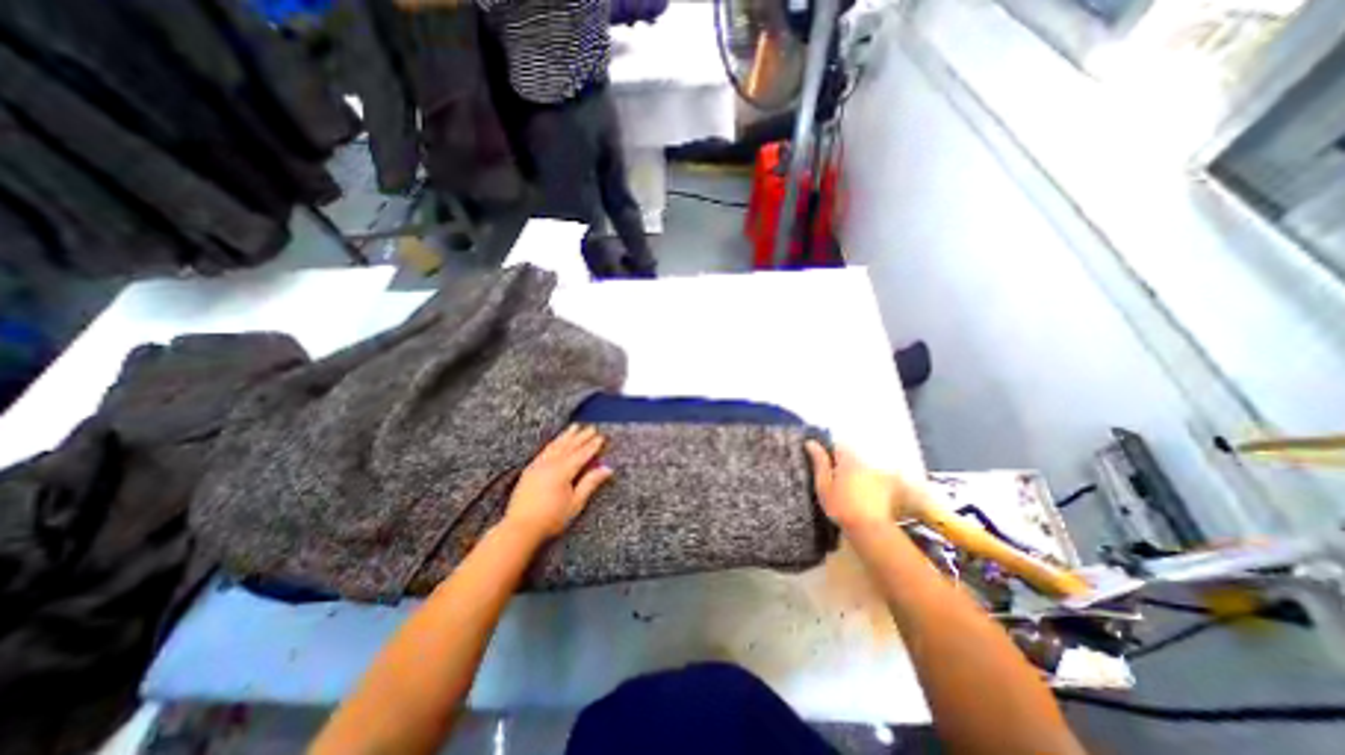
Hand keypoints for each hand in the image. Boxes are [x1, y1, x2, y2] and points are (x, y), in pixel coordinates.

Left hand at [501, 426, 613, 541]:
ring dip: (566, 436)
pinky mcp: (529, 471)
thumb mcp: (576, 502)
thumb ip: (590, 483)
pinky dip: (553, 443)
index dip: (592, 445)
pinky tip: (555, 442)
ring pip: (555, 446)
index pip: (582, 454)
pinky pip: (544, 451)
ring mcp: (538, 466)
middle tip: (591, 428)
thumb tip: (607, 469)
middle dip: (581, 436)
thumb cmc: (551, 518)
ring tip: (574, 427)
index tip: (601, 437)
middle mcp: (550, 464)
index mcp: (563, 471)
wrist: (520, 528)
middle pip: (569, 446)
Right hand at [801, 441, 909, 529]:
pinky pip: (874, 480)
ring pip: (862, 469)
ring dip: (854, 476)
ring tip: (848, 493)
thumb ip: (819, 462)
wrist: (868, 528)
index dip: (829, 454)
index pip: (838, 446)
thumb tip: (811, 443)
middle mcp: (864, 463)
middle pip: (851, 457)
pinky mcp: (887, 487)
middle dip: (842, 465)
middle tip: (835, 483)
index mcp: (847, 460)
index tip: (824, 467)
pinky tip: (861, 499)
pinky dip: (867, 485)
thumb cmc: (841, 507)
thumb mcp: (824, 485)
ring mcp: (877, 474)